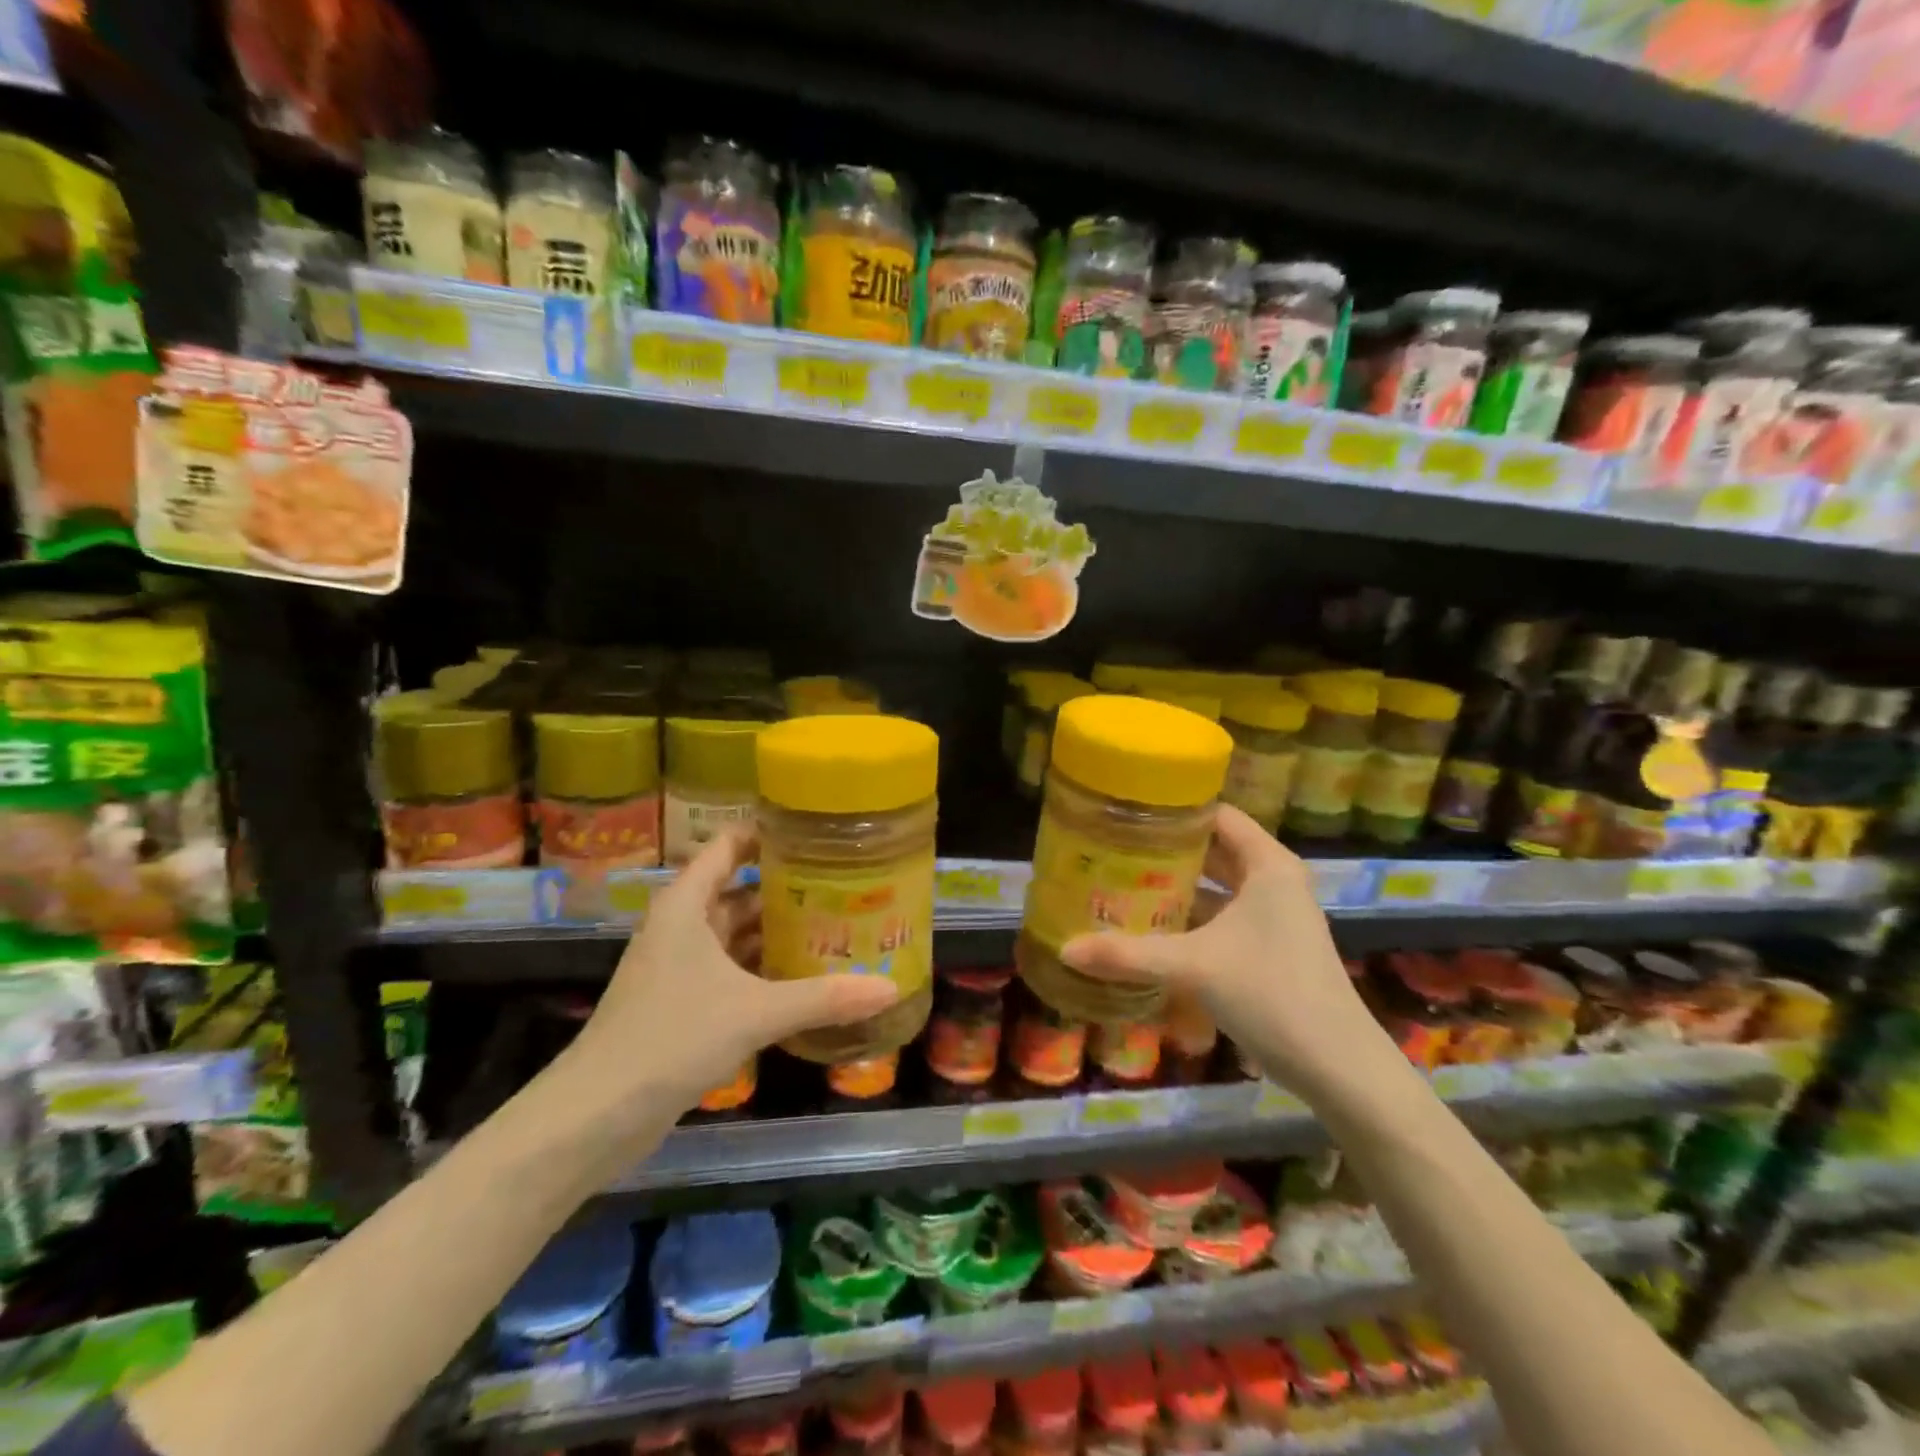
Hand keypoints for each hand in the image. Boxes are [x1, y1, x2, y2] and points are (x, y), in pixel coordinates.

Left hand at [561, 827, 900, 1122]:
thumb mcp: (754, 1012)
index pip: (729, 846)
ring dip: (778, 932)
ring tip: (836, 926)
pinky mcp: (683, 1004)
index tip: (816, 832)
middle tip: (845, 884)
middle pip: (740, 890)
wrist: (595, 1116)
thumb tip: (889, 987)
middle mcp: (682, 926)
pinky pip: (733, 971)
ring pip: (738, 934)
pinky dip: (765, 969)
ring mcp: (680, 966)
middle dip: (787, 888)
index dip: (768, 833)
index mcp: (687, 905)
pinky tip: (806, 978)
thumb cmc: (671, 1038)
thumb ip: (823, 997)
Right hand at [1060, 805, 1396, 1102]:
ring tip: (1121, 882)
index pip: (1216, 815)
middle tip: (1112, 848)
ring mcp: (1274, 916)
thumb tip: (1065, 948)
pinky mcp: (1269, 947)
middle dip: (1166, 850)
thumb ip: (1128, 955)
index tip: (1126, 812)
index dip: (1173, 810)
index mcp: (1267, 865)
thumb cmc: (1271, 994)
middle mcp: (1274, 881)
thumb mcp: (1193, 967)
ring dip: (1176, 886)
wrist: (1337, 1067)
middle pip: (1213, 849)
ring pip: (1217, 886)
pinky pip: (1222, 916)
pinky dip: (1190, 917)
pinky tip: (1151, 928)